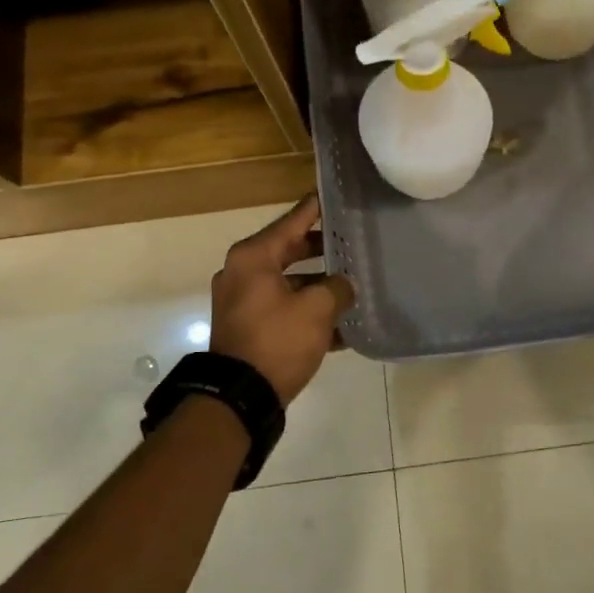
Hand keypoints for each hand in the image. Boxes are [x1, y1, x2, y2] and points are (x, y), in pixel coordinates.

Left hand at [209, 196, 355, 404]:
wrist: (240, 396)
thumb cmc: (277, 340)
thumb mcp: (317, 309)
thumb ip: (337, 288)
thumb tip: (343, 286)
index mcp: (253, 257)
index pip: (292, 221)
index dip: (316, 209)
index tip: (335, 196)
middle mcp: (242, 273)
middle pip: (290, 250)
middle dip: (323, 249)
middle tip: (353, 241)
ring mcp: (242, 302)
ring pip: (289, 282)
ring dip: (319, 285)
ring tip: (353, 285)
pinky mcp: (248, 327)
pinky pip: (283, 308)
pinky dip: (307, 311)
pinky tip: (340, 325)